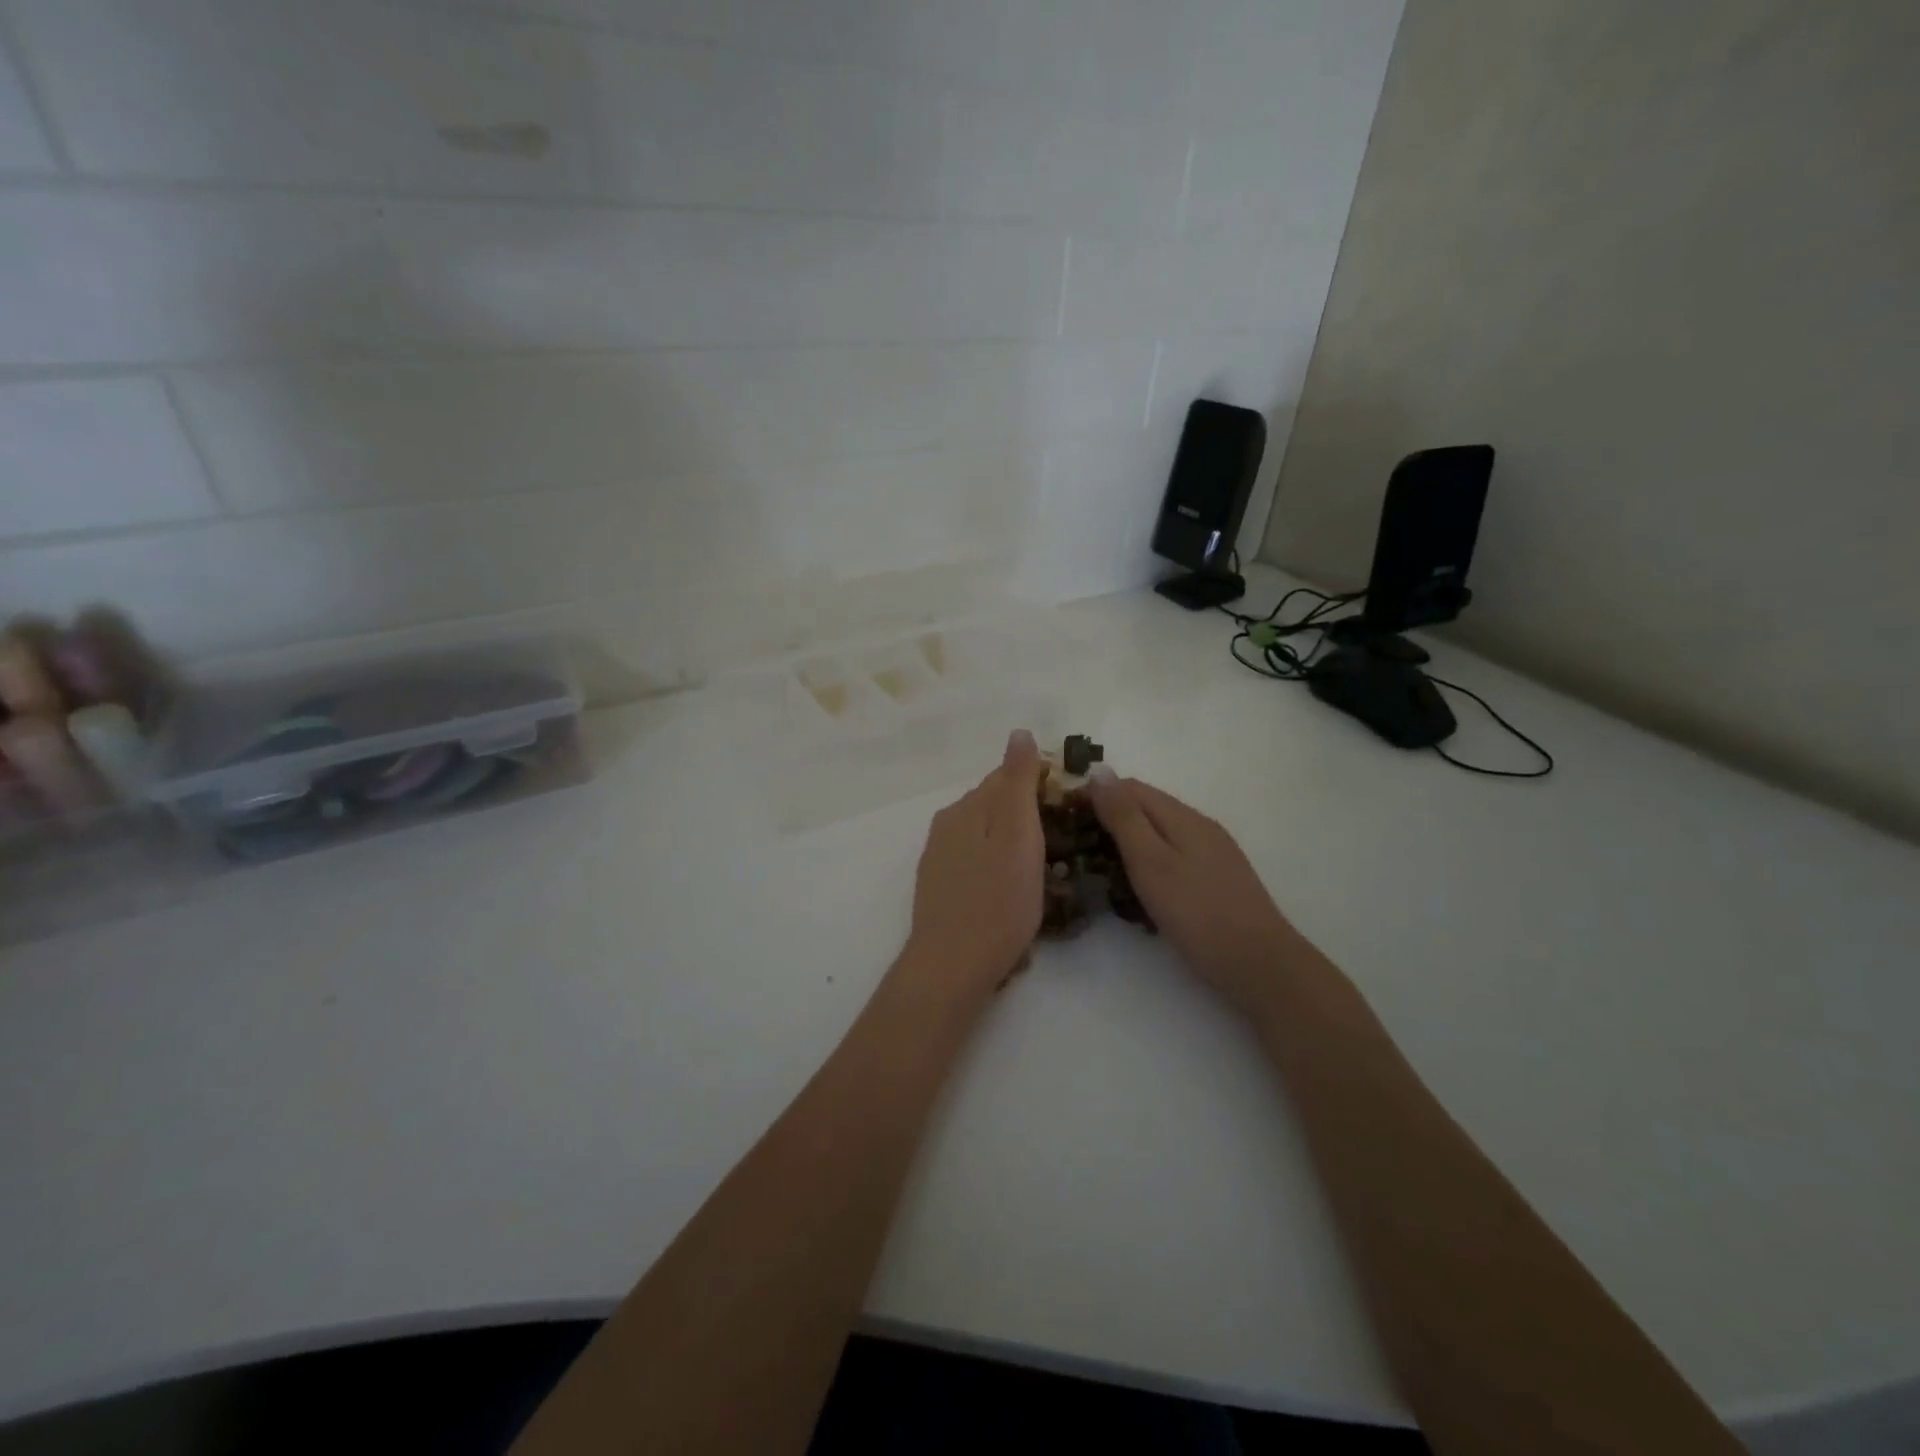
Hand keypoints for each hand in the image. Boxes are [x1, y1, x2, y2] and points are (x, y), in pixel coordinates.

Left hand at [903, 729, 1047, 996]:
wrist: (953, 965)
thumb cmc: (998, 900)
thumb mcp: (1017, 834)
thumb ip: (1018, 782)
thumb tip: (1020, 732)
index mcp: (966, 808)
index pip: (1006, 777)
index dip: (1041, 786)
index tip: (1070, 808)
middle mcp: (947, 825)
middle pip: (994, 806)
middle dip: (1027, 816)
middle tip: (1062, 844)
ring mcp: (940, 858)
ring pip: (986, 836)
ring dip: (1013, 844)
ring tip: (1043, 872)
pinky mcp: (940, 888)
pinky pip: (976, 863)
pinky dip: (997, 868)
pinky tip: (1011, 893)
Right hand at [1087, 770, 1297, 1017]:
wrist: (1259, 964)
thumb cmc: (1197, 912)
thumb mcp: (1151, 862)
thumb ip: (1124, 817)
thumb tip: (1099, 772)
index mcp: (1182, 816)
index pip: (1130, 787)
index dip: (1096, 794)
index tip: (1065, 816)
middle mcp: (1200, 825)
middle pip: (1147, 807)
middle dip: (1110, 818)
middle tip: (1078, 845)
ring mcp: (1213, 852)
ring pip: (1161, 833)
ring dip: (1129, 841)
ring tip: (1102, 866)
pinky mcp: (1218, 878)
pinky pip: (1174, 855)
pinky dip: (1150, 862)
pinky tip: (1141, 887)